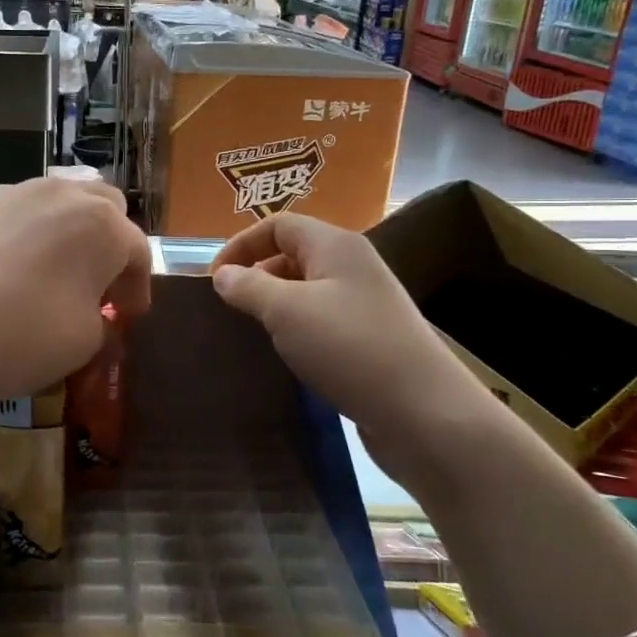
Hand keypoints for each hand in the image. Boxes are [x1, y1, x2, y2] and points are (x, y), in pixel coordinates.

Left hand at [0, 178, 151, 415]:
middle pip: (100, 205)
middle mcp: (55, 194)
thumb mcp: (84, 343)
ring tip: (44, 274)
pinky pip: (4, 216)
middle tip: (95, 284)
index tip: (128, 315)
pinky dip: (14, 238)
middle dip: (106, 241)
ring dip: (60, 233)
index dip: (137, 286)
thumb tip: (92, 310)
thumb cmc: (19, 340)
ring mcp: (3, 194)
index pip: (137, 249)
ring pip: (48, 203)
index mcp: (98, 224)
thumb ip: (101, 317)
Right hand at [210, 214, 486, 435]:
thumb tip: (223, 275)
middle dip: (257, 275)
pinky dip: (298, 331)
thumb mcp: (286, 311)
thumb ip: (248, 287)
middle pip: (294, 255)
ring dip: (276, 306)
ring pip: (308, 291)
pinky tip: (285, 356)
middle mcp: (353, 267)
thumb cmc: (349, 347)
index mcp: (336, 246)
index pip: (279, 225)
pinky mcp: (371, 339)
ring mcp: (366, 304)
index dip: (241, 244)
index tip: (213, 279)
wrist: (423, 412)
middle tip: (229, 307)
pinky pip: (323, 322)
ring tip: (251, 333)